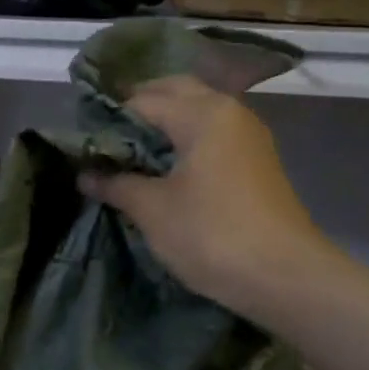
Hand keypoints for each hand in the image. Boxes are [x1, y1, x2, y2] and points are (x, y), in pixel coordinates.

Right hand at [80, 75, 330, 313]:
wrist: (285, 277)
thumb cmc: (212, 235)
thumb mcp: (152, 210)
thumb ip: (116, 184)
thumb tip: (85, 174)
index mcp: (202, 113)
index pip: (142, 100)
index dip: (109, 119)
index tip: (83, 143)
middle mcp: (229, 112)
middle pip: (175, 92)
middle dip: (139, 109)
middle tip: (106, 139)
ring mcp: (248, 135)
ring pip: (197, 111)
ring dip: (164, 124)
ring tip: (130, 154)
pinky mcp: (256, 161)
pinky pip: (212, 134)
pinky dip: (185, 140)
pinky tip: (164, 168)